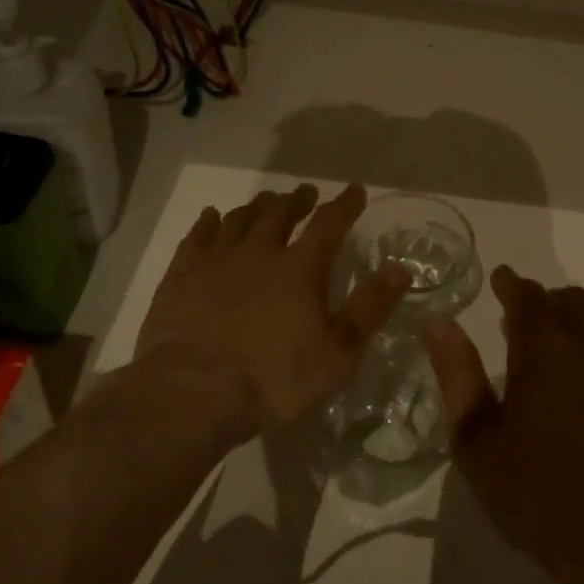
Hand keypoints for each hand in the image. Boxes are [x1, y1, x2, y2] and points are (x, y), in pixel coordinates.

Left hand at [136, 183, 410, 433]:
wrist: (193, 393)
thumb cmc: (275, 379)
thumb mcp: (338, 353)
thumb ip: (370, 308)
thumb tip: (401, 269)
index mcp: (301, 268)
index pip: (329, 224)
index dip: (345, 205)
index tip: (355, 191)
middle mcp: (260, 251)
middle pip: (281, 213)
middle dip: (298, 200)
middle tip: (306, 193)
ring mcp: (217, 259)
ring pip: (241, 219)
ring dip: (258, 206)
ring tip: (267, 202)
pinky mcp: (182, 274)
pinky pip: (198, 235)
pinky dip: (210, 221)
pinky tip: (213, 217)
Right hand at [426, 266, 583, 583]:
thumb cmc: (539, 498)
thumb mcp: (477, 443)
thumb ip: (457, 376)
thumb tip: (438, 322)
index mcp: (546, 352)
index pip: (527, 297)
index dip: (511, 283)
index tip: (501, 279)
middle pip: (574, 303)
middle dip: (548, 302)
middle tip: (528, 322)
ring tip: (568, 358)